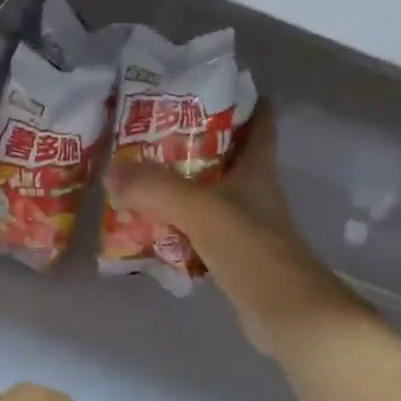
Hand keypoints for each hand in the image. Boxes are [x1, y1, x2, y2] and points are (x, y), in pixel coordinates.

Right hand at [105, 113, 371, 359]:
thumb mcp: (202, 211)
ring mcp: (247, 229)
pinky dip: (179, 228)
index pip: (259, 125)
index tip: (212, 85)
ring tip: (139, 177)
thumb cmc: (253, 252)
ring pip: (211, 197)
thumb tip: (111, 171)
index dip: (244, 101)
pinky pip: (201, 234)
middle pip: (228, 159)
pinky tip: (151, 229)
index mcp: (258, 172)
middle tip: (151, 133)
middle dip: (195, 144)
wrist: (288, 315)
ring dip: (182, 188)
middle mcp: (256, 195)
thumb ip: (157, 189)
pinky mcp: (236, 259)